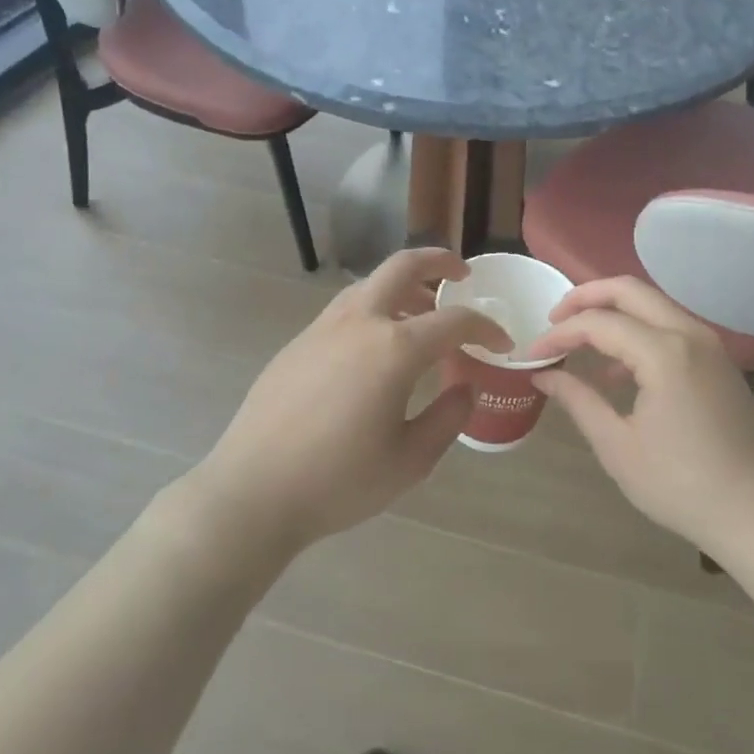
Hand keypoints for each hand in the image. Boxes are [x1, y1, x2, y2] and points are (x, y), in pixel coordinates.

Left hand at [186, 249, 509, 554]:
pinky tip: (375, 344)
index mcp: (394, 348)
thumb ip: (448, 417)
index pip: (454, 321)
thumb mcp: (410, 460)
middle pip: (403, 267)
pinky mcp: (298, 343)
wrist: (251, 492)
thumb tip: (466, 386)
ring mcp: (322, 328)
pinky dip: (373, 307)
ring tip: (421, 310)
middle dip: (438, 261)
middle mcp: (359, 322)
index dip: (485, 328)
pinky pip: (345, 308)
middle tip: (461, 274)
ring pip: (369, 283)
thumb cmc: (338, 480)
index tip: (502, 344)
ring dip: (403, 285)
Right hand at [529, 277, 753, 556]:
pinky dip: (638, 332)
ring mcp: (709, 345)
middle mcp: (689, 334)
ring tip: (580, 342)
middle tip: (554, 319)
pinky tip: (617, 371)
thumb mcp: (618, 446)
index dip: (561, 333)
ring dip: (613, 313)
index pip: (599, 323)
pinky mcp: (718, 361)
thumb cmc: (681, 485)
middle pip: (629, 290)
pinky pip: (670, 327)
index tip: (533, 352)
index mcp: (664, 353)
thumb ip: (579, 401)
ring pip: (652, 304)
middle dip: (586, 297)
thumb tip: (545, 375)